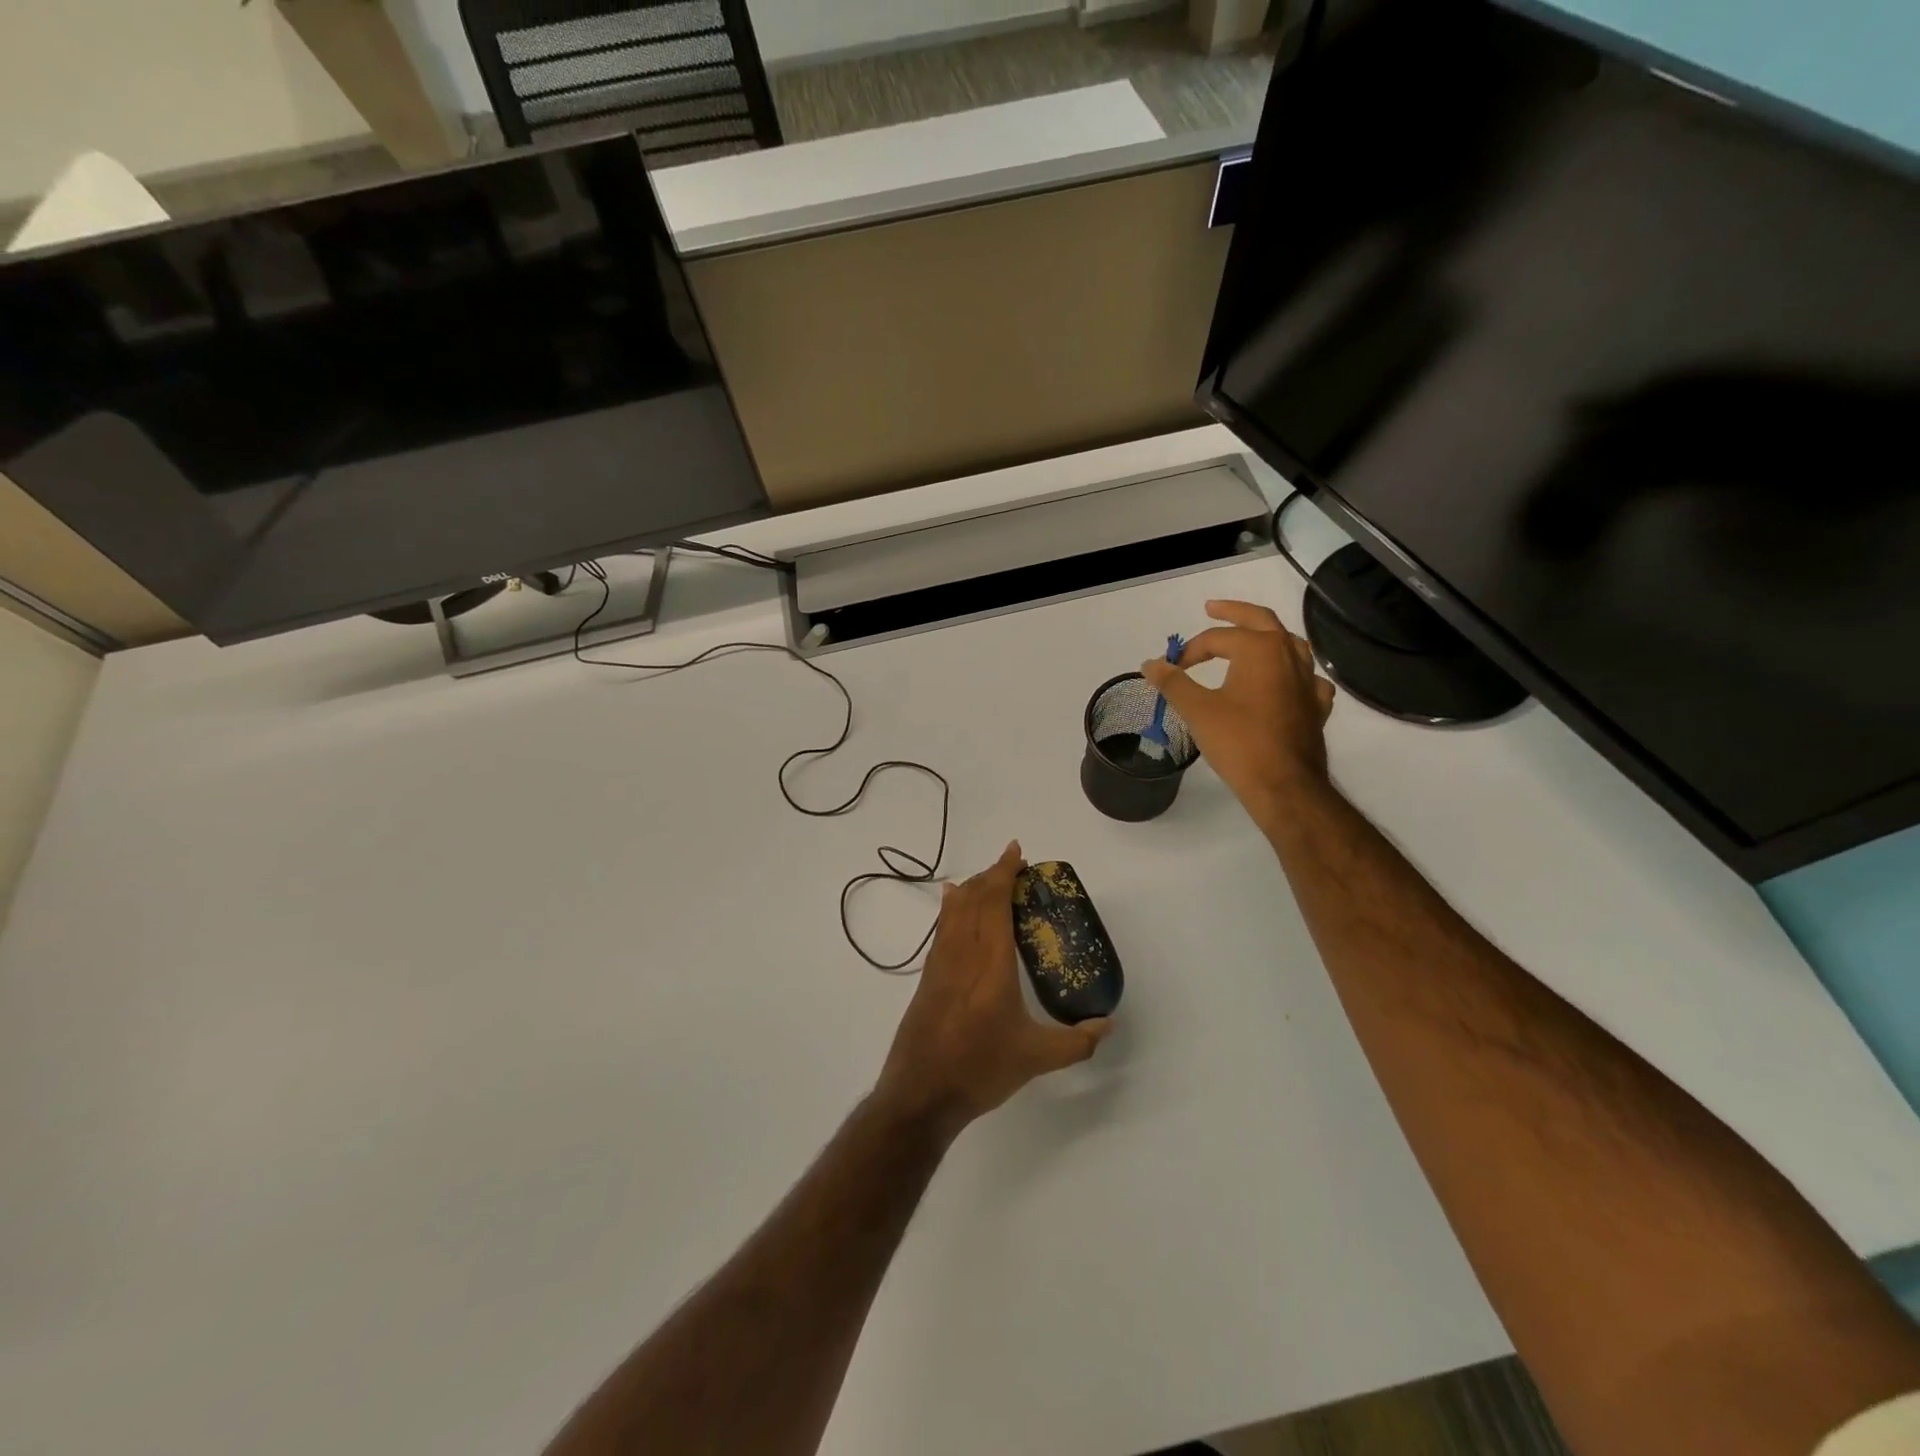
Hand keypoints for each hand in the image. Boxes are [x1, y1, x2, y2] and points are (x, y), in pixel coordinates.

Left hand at [876, 842, 1112, 1135]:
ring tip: (990, 879)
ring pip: (954, 910)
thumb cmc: (980, 1069)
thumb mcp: (1036, 1058)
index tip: (1017, 852)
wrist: (921, 1093)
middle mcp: (962, 952)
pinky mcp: (928, 976)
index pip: (995, 902)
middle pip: (973, 898)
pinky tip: (953, 903)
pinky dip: (952, 907)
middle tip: (1015, 867)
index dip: (1005, 872)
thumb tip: (1108, 1024)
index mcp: (990, 962)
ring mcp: (940, 962)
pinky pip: (942, 927)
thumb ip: (1077, 1041)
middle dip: (992, 875)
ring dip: (973, 888)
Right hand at [1142, 599, 1335, 832]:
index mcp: (1260, 649)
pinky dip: (1291, 672)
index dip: (1190, 650)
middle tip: (1212, 608)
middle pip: (1261, 621)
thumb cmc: (1238, 742)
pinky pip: (1306, 677)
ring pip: (1290, 645)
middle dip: (1234, 612)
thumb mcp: (1197, 710)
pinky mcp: (1316, 705)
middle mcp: (1289, 655)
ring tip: (1250, 639)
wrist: (1284, 785)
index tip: (1172, 668)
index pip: (1218, 638)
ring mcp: (1308, 680)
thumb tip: (1150, 663)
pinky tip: (1285, 682)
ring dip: (1267, 637)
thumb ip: (1173, 682)